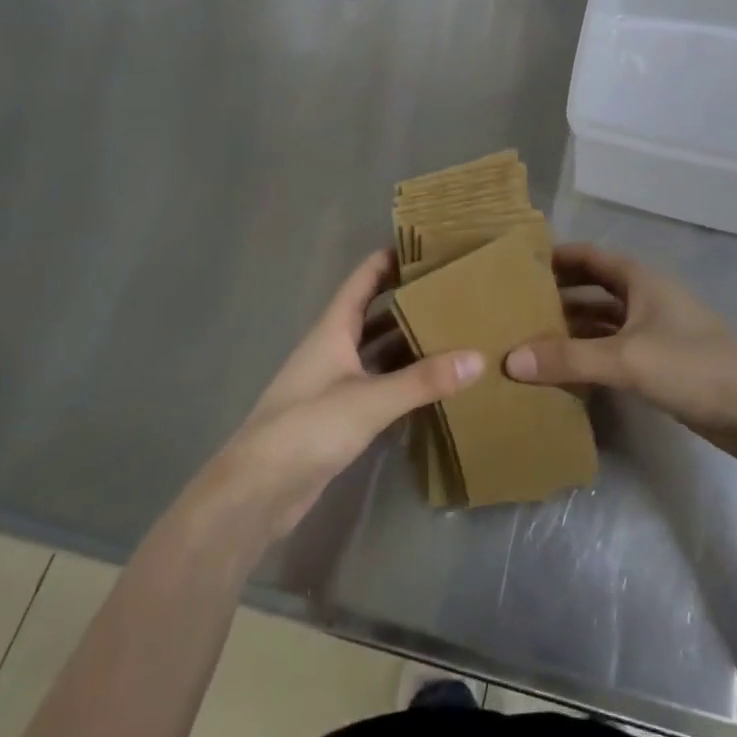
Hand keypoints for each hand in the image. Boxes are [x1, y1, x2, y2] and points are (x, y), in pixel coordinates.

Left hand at [186, 250, 484, 546]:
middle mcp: (333, 349)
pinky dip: (403, 379)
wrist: (258, 491)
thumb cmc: (307, 427)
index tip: (425, 245)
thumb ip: (423, 380)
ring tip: (453, 331)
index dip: (388, 259)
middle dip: (408, 300)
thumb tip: (478, 357)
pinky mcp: (340, 415)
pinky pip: (379, 384)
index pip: (362, 280)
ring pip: (378, 351)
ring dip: (408, 341)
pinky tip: (433, 382)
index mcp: (333, 329)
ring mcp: (335, 383)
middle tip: (452, 290)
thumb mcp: (369, 399)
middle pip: (374, 313)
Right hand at [505, 244, 736, 466]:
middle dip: (557, 295)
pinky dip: (588, 355)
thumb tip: (510, 359)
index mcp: (640, 281)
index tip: (516, 264)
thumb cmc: (694, 366)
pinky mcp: (660, 364)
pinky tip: (563, 371)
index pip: (589, 257)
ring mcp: (654, 332)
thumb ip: (569, 359)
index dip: (555, 256)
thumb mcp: (627, 359)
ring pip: (602, 322)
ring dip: (571, 328)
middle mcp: (645, 299)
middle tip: (512, 307)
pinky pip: (613, 350)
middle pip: (592, 288)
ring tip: (528, 339)